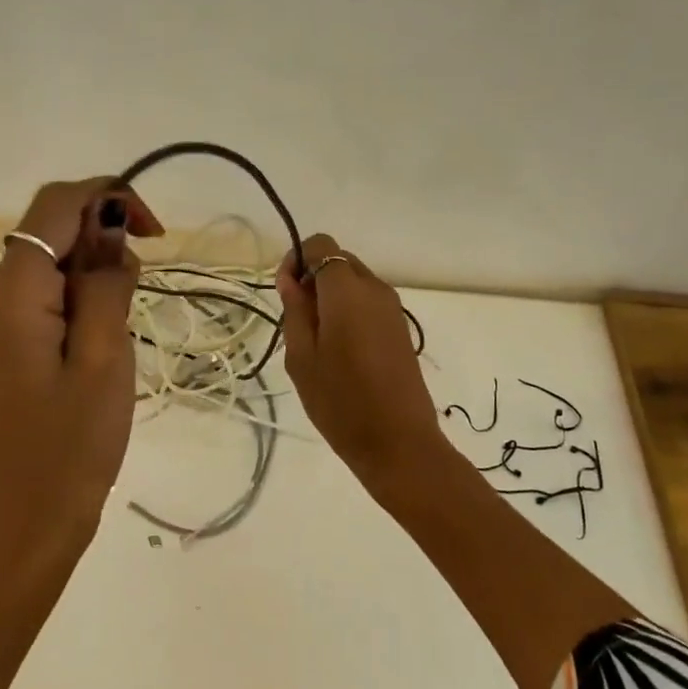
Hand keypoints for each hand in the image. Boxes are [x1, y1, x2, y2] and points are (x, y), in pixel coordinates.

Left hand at [0, 178, 162, 566]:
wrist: (24, 525)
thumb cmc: (72, 448)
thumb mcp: (104, 358)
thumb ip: (106, 282)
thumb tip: (109, 227)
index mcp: (9, 293)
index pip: (55, 205)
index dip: (108, 196)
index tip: (155, 232)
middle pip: (47, 230)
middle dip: (101, 236)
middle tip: (142, 288)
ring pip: (45, 261)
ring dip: (91, 269)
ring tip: (123, 322)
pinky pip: (38, 294)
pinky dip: (75, 294)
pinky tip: (99, 334)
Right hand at [276, 234, 451, 503]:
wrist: (398, 443)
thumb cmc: (341, 402)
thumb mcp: (302, 357)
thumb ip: (296, 310)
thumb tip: (291, 279)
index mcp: (347, 291)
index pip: (321, 245)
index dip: (297, 259)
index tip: (286, 293)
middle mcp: (375, 289)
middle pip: (339, 260)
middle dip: (314, 277)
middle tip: (297, 319)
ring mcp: (393, 308)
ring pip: (355, 281)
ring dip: (331, 296)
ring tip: (317, 340)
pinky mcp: (401, 328)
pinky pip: (368, 302)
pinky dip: (349, 310)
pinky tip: (340, 350)